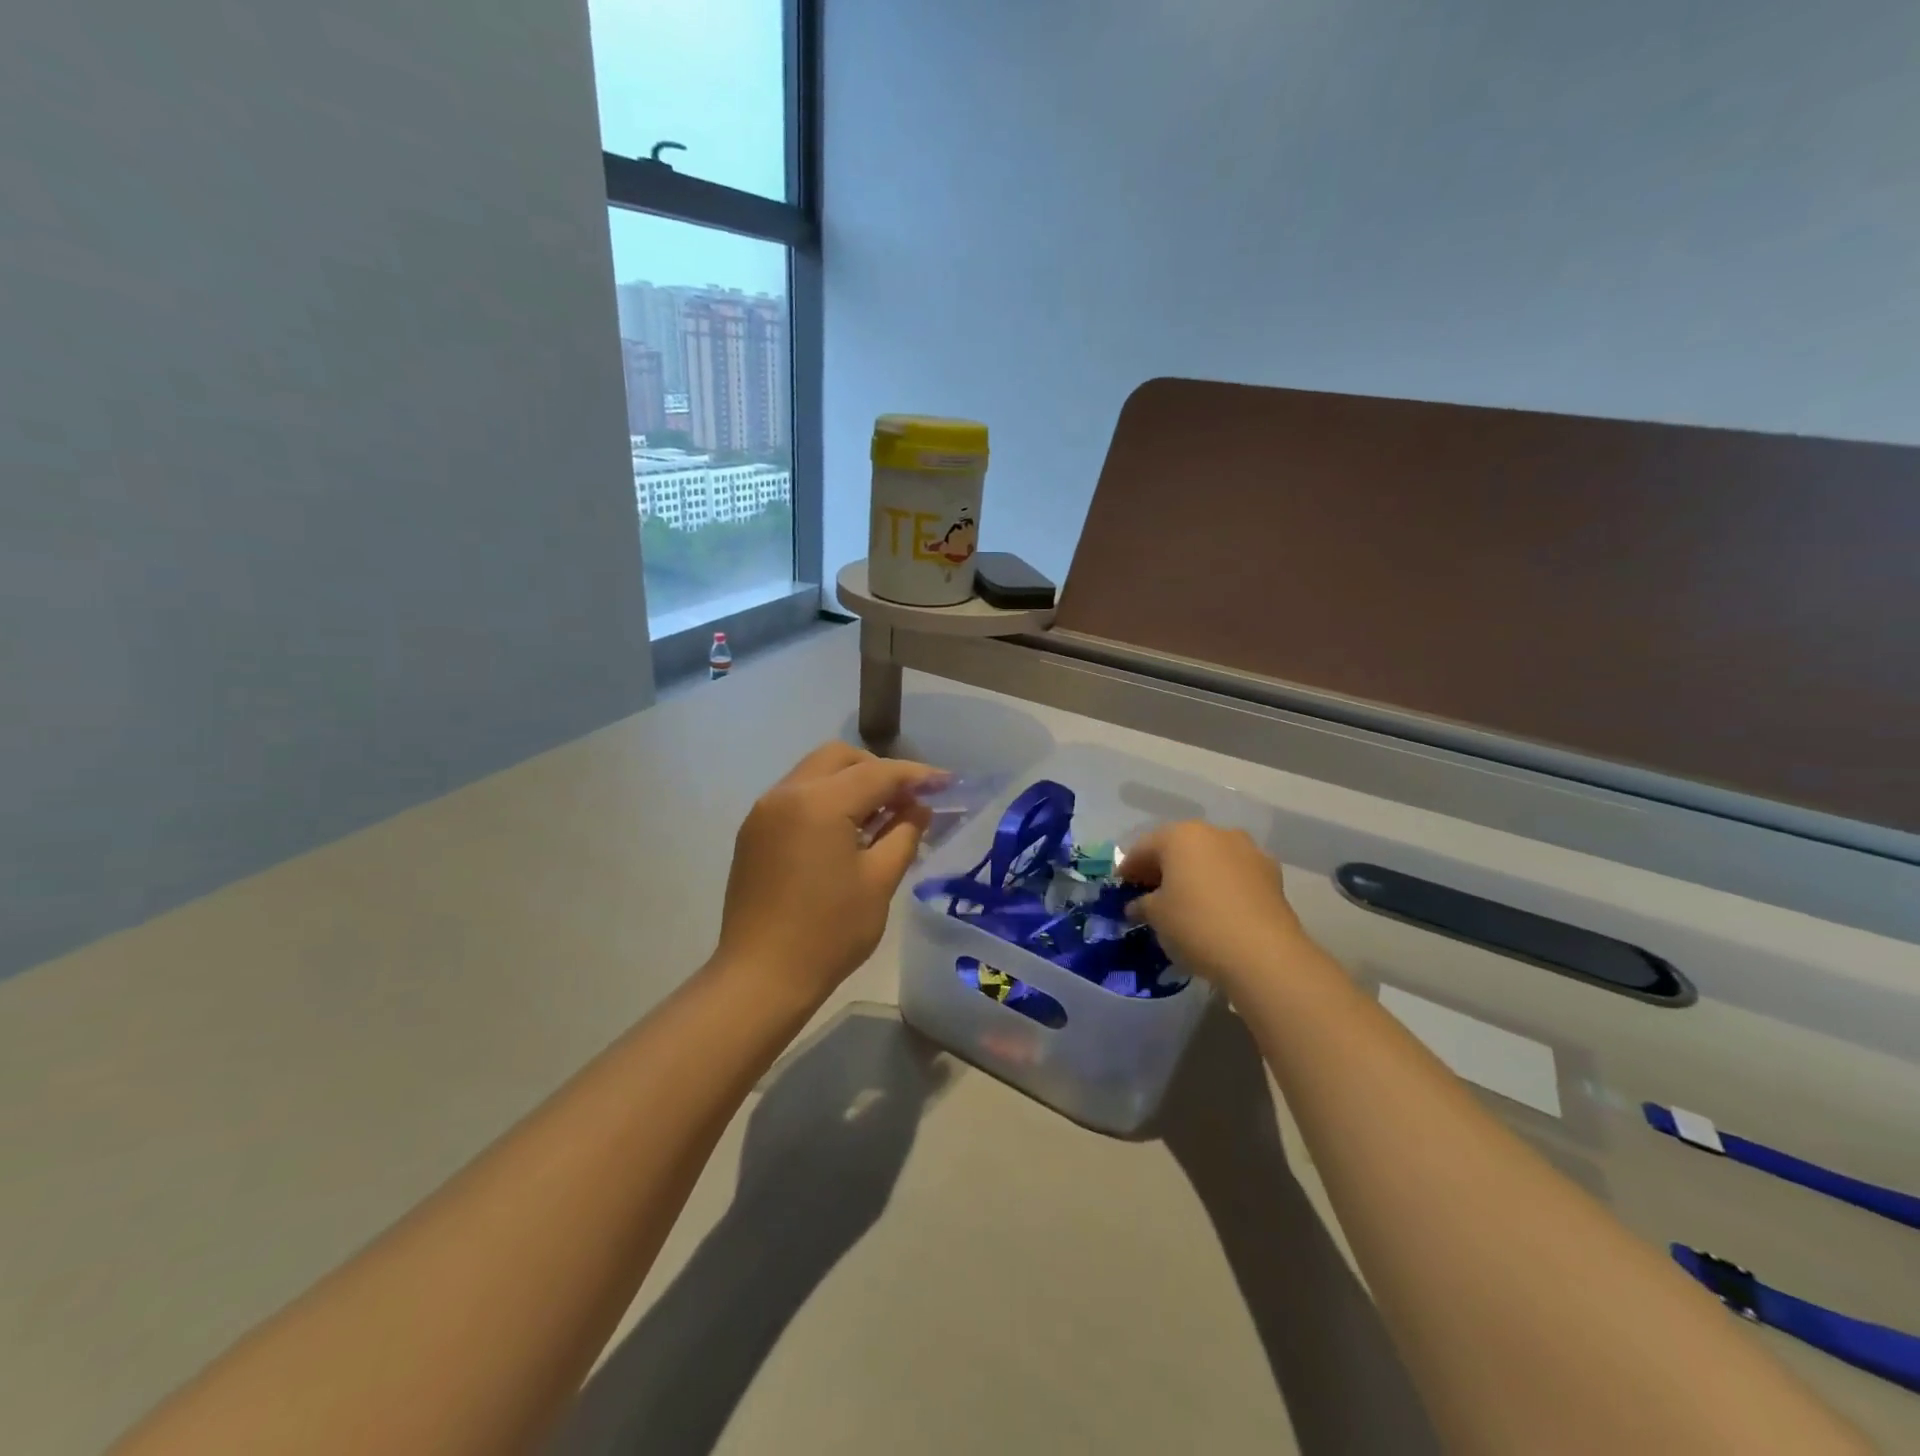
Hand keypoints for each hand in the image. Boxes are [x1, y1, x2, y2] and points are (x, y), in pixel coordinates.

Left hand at [713, 742, 943, 1008]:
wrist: (761, 977)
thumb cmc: (829, 932)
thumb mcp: (879, 881)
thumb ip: (904, 833)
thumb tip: (918, 807)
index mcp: (819, 803)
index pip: (877, 773)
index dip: (917, 776)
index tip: (947, 783)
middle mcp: (786, 794)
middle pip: (840, 758)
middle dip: (878, 770)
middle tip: (907, 800)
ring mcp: (764, 811)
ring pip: (815, 773)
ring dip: (851, 783)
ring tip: (879, 817)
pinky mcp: (754, 832)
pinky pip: (797, 796)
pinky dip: (826, 800)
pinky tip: (845, 832)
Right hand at [1120, 822, 1307, 995]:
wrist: (1264, 955)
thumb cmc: (1197, 925)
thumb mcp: (1156, 916)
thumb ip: (1142, 904)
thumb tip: (1137, 905)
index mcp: (1181, 835)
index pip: (1144, 847)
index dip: (1129, 868)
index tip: (1121, 887)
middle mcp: (1216, 833)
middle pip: (1179, 847)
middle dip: (1163, 868)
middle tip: (1149, 893)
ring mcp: (1248, 851)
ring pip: (1211, 858)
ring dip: (1195, 874)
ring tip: (1185, 901)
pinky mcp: (1272, 875)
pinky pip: (1235, 874)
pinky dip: (1221, 885)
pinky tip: (1216, 909)